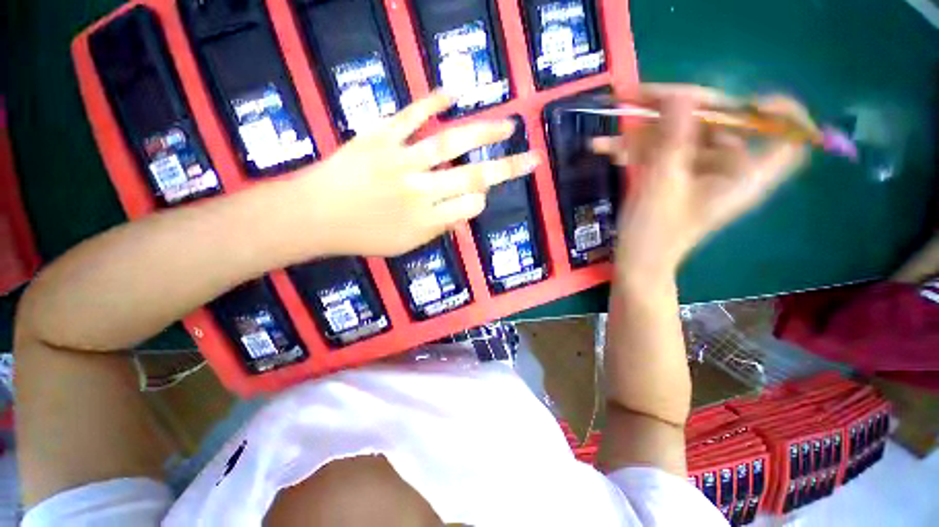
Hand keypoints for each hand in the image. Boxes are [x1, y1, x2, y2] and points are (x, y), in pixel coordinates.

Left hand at [295, 91, 540, 256]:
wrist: (313, 216)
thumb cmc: (360, 236)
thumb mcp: (404, 246)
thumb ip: (437, 230)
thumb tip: (463, 215)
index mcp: (426, 221)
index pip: (470, 207)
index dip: (481, 201)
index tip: (481, 197)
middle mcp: (421, 190)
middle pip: (472, 177)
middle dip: (507, 168)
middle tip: (532, 157)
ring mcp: (400, 160)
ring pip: (450, 144)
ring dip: (483, 133)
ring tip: (509, 125)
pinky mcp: (379, 137)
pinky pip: (409, 117)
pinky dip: (430, 102)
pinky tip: (451, 92)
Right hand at [593, 85, 810, 286]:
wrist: (636, 261)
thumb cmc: (654, 232)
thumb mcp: (662, 184)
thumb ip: (674, 137)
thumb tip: (680, 93)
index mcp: (743, 175)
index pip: (787, 138)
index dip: (778, 112)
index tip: (749, 102)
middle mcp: (728, 168)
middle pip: (719, 123)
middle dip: (676, 109)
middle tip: (638, 99)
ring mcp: (700, 172)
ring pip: (681, 135)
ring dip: (643, 132)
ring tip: (607, 130)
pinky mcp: (677, 176)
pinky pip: (662, 152)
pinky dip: (636, 149)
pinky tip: (606, 150)